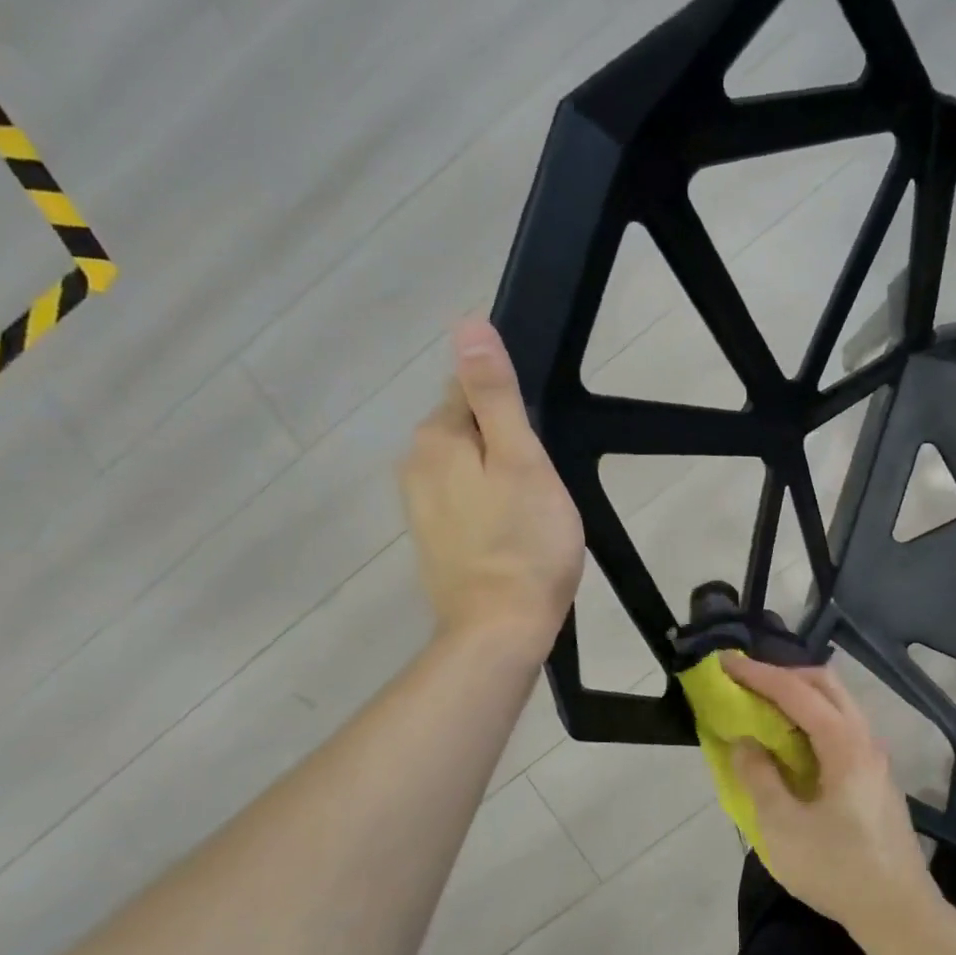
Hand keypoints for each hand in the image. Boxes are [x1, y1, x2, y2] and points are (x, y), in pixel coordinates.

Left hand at [402, 318, 583, 658]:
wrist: (500, 628)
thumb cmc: (524, 542)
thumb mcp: (521, 459)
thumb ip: (494, 394)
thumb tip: (468, 326)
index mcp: (436, 438)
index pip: (469, 390)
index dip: (510, 410)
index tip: (538, 444)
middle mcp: (414, 464)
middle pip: (465, 429)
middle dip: (502, 444)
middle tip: (541, 484)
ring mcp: (418, 506)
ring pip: (466, 467)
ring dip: (496, 476)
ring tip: (530, 512)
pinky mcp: (431, 539)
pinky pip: (462, 501)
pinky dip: (486, 507)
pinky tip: (510, 534)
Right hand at [722, 654, 939, 943]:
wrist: (900, 913)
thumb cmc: (838, 870)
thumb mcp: (783, 827)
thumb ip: (759, 777)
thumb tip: (745, 742)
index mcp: (844, 744)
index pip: (797, 692)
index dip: (759, 674)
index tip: (726, 662)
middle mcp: (865, 739)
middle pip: (826, 685)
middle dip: (783, 675)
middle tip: (747, 683)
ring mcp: (875, 757)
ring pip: (837, 705)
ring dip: (799, 697)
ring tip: (763, 708)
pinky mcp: (875, 776)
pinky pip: (841, 728)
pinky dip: (812, 720)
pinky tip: (791, 744)